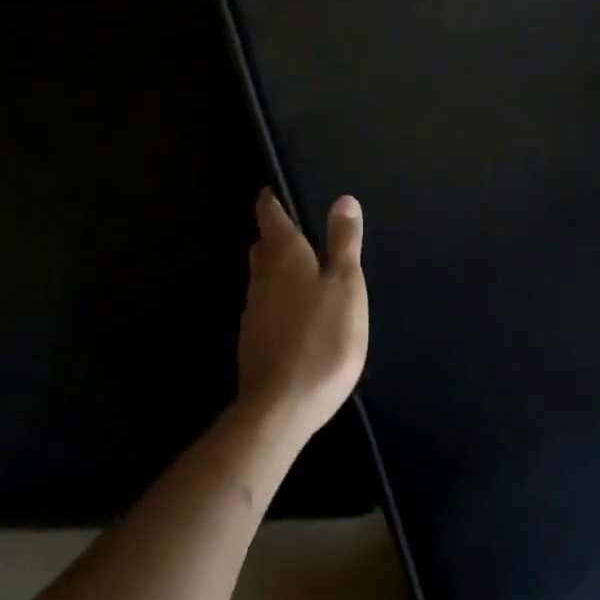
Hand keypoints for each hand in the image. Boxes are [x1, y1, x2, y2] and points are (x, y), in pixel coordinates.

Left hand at [237, 191, 368, 441]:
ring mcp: (253, 311)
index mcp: (284, 254)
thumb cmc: (322, 336)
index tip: (273, 192)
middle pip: (263, 247)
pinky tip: (293, 314)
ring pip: (262, 278)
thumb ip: (344, 242)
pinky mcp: (253, 343)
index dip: (271, 202)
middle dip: (274, 236)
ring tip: (298, 269)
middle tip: (292, 229)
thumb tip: (343, 199)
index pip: (270, 216)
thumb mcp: (346, 285)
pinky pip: (265, 307)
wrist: (281, 407)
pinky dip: (277, 300)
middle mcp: (262, 276)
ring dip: (276, 269)